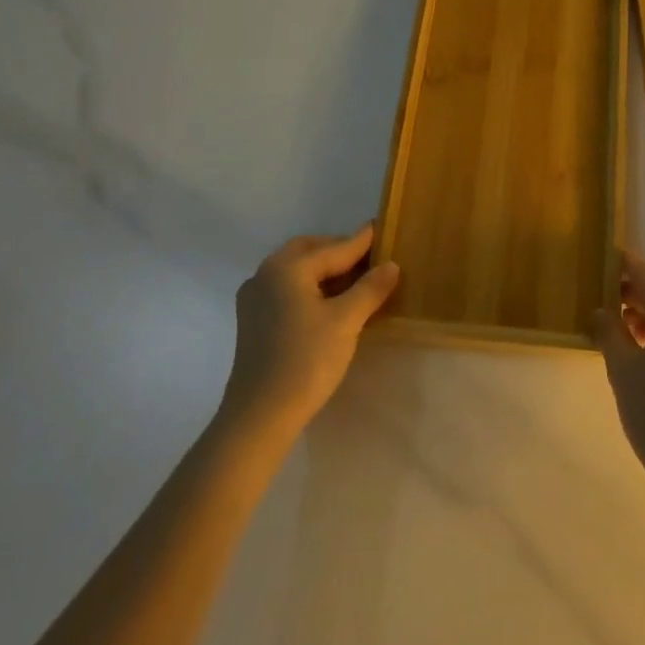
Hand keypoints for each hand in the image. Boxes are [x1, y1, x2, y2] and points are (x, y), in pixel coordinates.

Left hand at [218, 226, 398, 440]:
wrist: (259, 416)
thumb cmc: (306, 360)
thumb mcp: (346, 321)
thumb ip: (370, 289)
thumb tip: (391, 265)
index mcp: (287, 267)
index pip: (334, 248)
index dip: (362, 242)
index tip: (381, 227)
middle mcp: (266, 274)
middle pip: (309, 252)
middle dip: (339, 252)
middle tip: (369, 259)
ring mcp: (254, 298)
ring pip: (296, 271)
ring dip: (324, 271)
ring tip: (354, 282)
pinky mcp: (253, 321)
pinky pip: (286, 290)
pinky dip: (309, 287)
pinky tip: (328, 304)